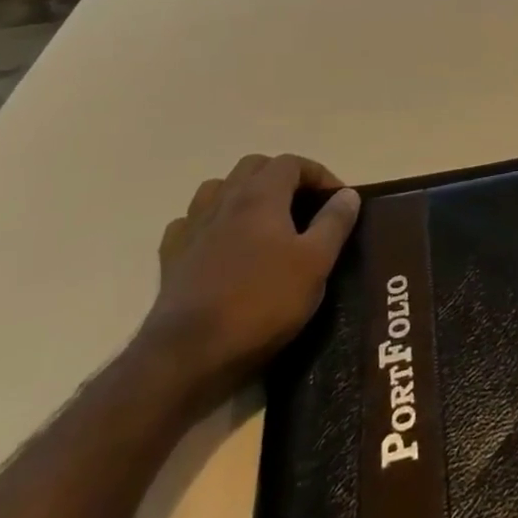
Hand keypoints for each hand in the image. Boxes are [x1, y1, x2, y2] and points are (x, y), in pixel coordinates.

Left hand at [139, 153, 360, 403]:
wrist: (188, 355)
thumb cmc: (261, 302)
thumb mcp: (315, 263)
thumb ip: (334, 222)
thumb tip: (347, 194)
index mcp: (261, 195)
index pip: (293, 162)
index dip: (319, 174)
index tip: (337, 200)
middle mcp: (224, 199)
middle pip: (254, 166)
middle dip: (282, 177)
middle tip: (303, 206)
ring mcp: (192, 227)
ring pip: (218, 188)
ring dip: (243, 193)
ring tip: (262, 219)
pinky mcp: (171, 258)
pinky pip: (190, 222)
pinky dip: (210, 223)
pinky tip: (220, 243)